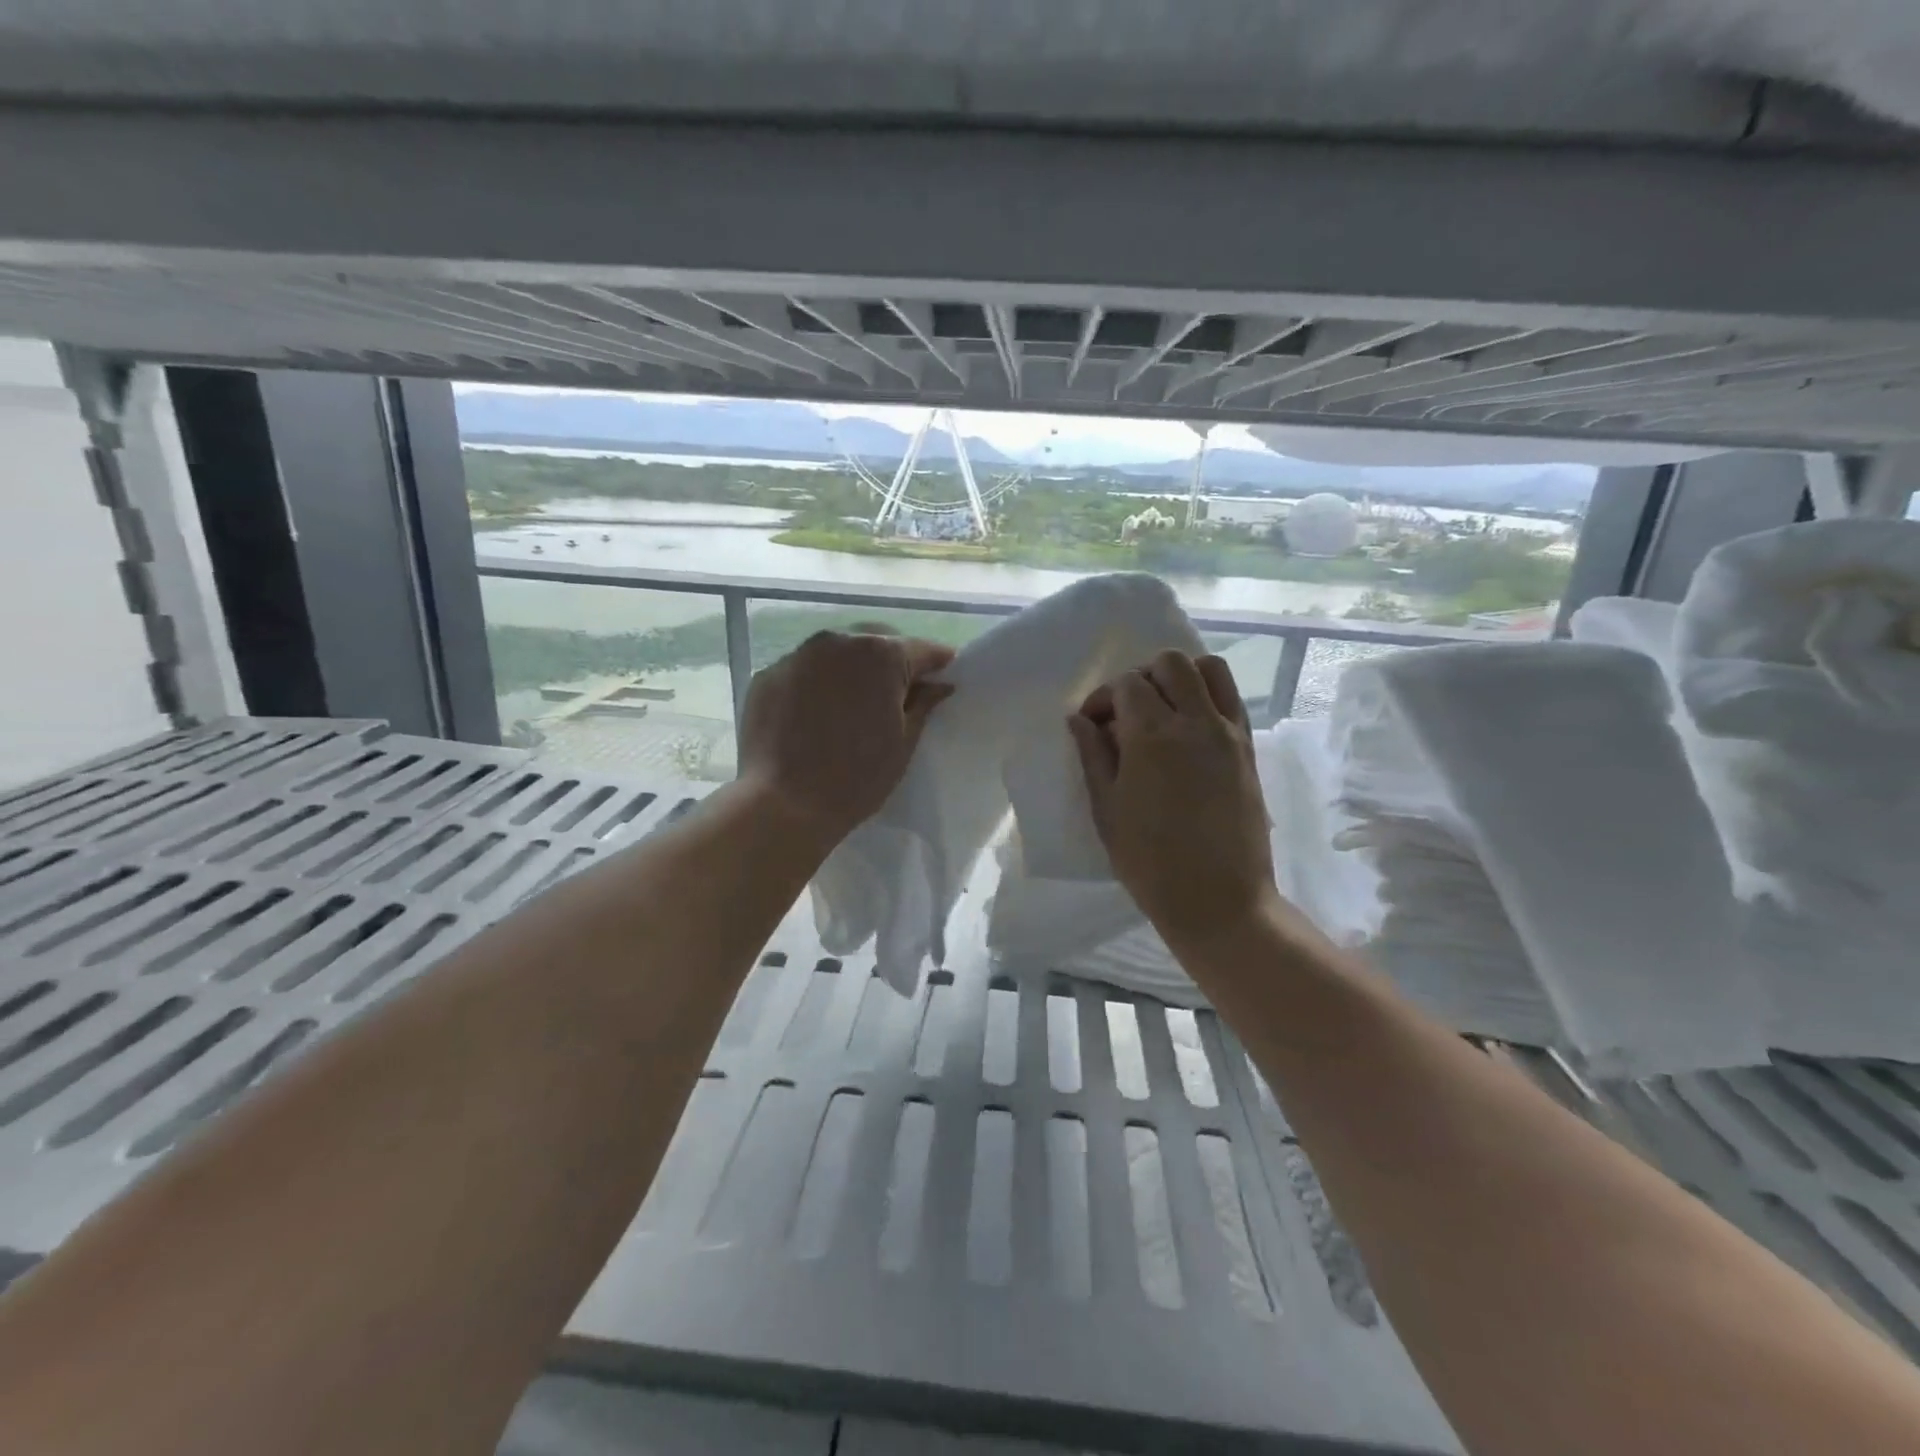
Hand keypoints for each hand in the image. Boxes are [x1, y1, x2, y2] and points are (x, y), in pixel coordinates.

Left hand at [737, 630, 955, 847]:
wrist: (783, 805)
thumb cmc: (857, 777)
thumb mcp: (903, 743)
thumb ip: (923, 705)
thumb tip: (939, 685)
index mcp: (880, 653)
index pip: (921, 649)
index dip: (937, 665)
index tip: (944, 679)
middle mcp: (838, 641)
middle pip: (876, 641)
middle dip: (892, 663)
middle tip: (898, 697)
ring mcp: (798, 655)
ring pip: (837, 653)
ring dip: (852, 670)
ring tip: (854, 705)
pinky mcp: (768, 675)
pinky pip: (805, 671)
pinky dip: (817, 684)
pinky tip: (817, 716)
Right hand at [1068, 651, 1282, 950]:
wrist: (1218, 900)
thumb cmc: (1150, 861)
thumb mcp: (1107, 809)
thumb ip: (1093, 755)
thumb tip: (1079, 719)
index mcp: (1152, 736)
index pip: (1126, 684)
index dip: (1103, 698)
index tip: (1092, 725)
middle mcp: (1195, 722)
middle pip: (1170, 664)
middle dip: (1141, 677)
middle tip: (1126, 712)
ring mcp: (1228, 732)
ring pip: (1209, 669)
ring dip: (1180, 677)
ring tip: (1163, 709)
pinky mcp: (1248, 748)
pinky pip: (1231, 698)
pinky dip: (1207, 695)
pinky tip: (1189, 727)